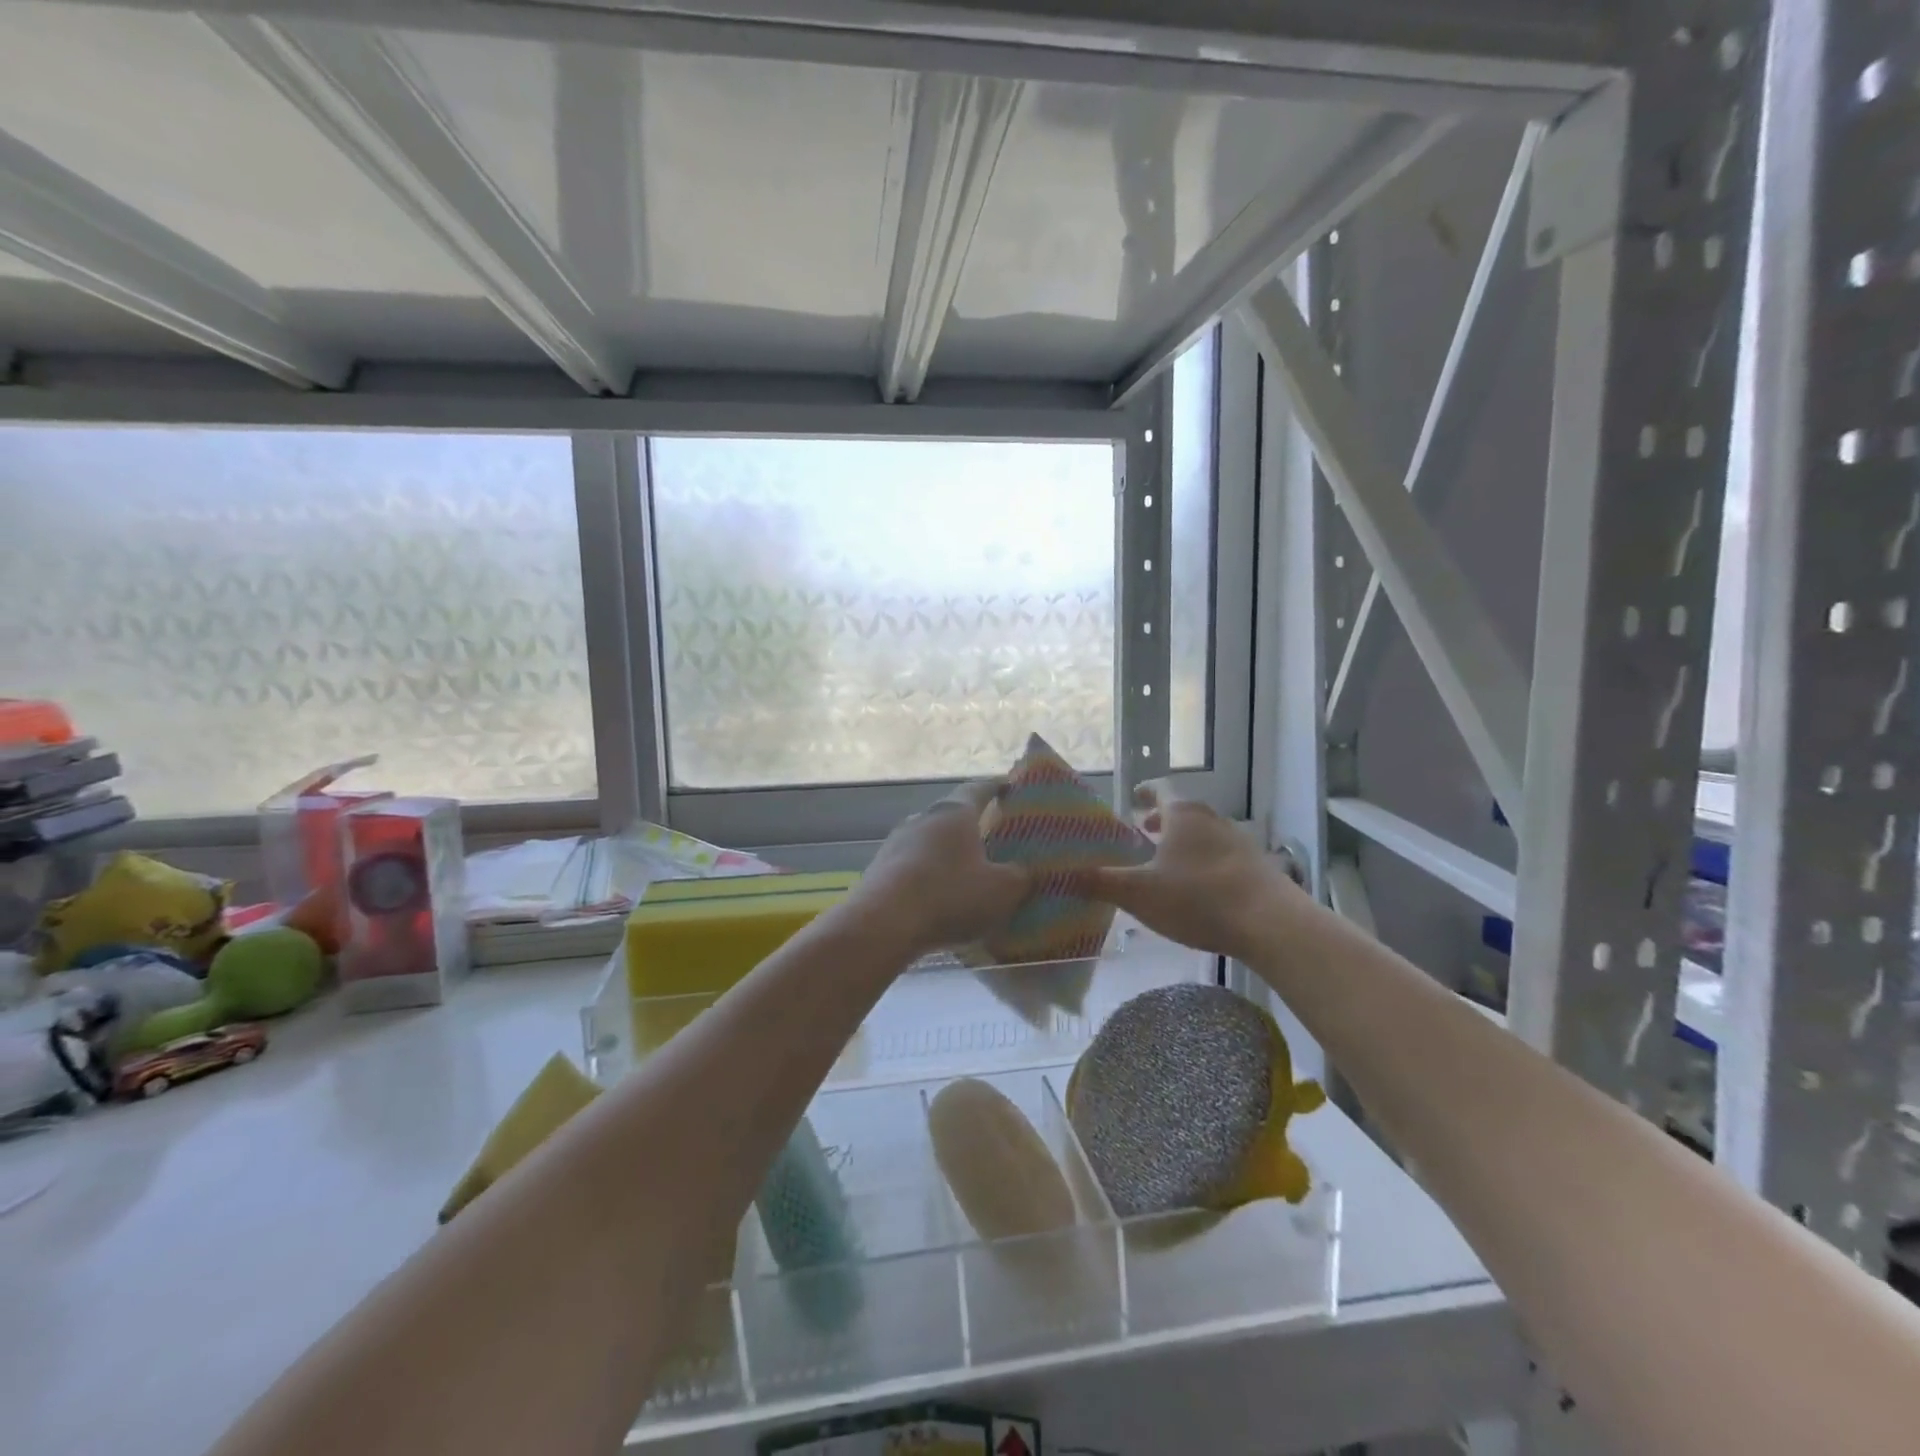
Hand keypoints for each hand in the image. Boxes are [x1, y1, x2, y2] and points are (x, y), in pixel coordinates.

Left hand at [847, 781, 1034, 957]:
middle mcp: (923, 818)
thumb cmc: (950, 896)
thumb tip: (1024, 870)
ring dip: (948, 852)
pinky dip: (929, 875)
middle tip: (993, 835)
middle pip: (952, 814)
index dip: (996, 787)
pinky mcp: (880, 870)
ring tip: (967, 870)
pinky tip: (938, 897)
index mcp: (954, 813)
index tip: (1009, 786)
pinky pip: (912, 866)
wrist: (883, 924)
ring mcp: (896, 843)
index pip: (979, 789)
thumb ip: (1020, 876)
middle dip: (972, 824)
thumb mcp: (1002, 890)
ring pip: (930, 840)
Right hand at [1073, 780, 1297, 960]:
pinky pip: (1222, 856)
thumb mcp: (1139, 893)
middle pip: (1182, 813)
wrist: (1271, 923)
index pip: (1160, 790)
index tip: (1133, 799)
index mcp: (1182, 816)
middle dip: (1161, 822)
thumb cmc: (1197, 898)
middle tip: (1142, 835)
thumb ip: (1101, 882)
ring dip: (1184, 844)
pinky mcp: (1257, 867)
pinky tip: (1199, 889)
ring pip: (1204, 834)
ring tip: (1168, 864)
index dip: (1144, 793)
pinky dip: (1205, 863)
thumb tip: (1063, 874)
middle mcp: (1211, 820)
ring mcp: (1239, 842)